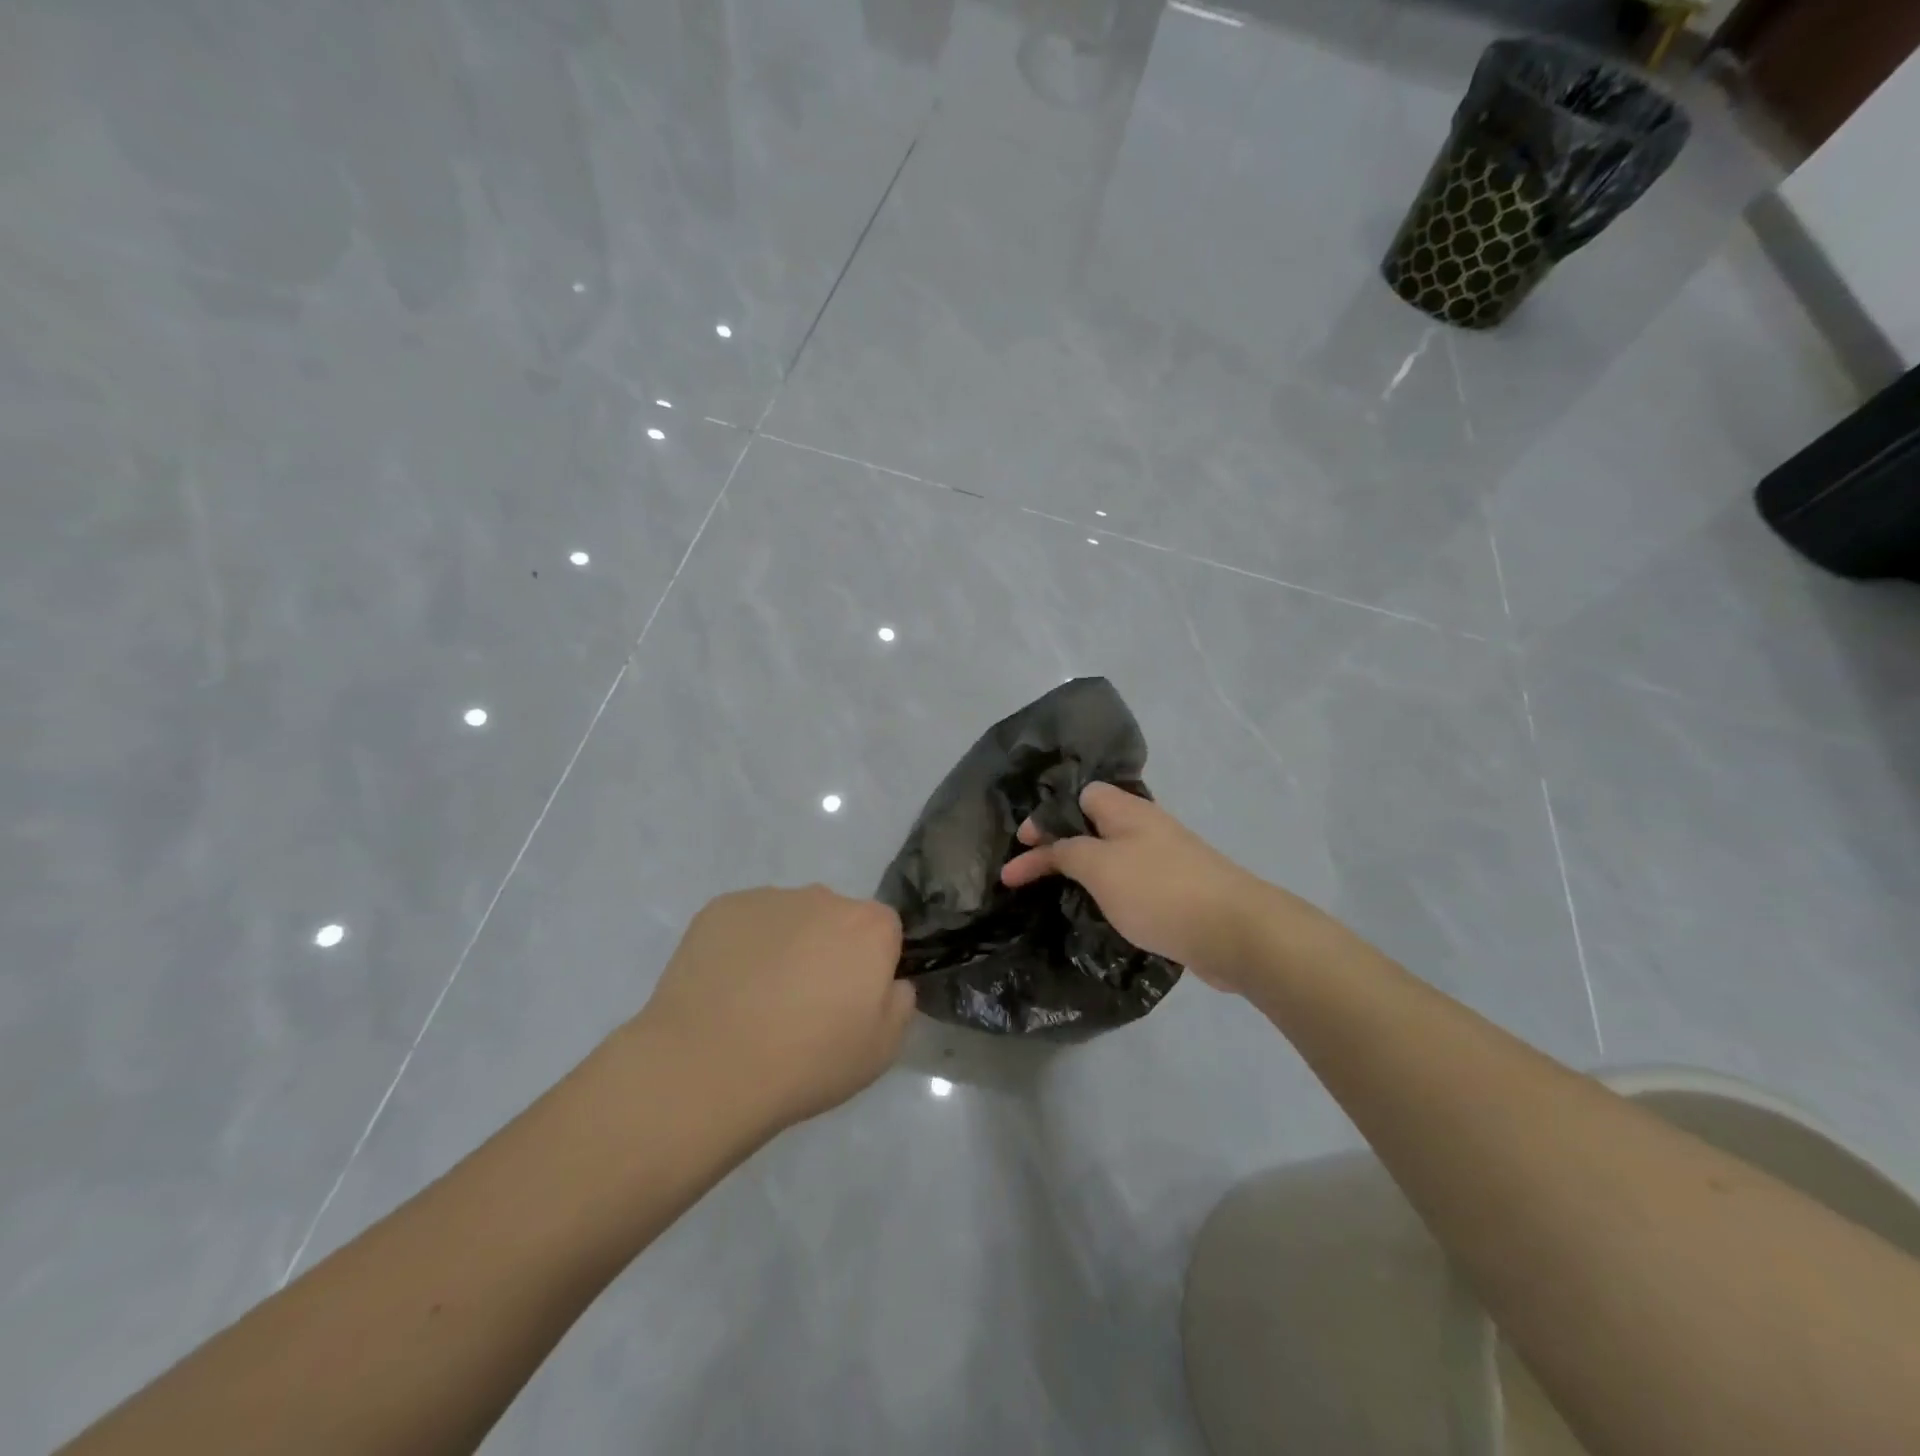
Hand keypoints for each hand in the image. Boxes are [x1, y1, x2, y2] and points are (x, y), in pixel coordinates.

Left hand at [635, 886, 914, 1131]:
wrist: (707, 1066)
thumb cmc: (807, 1061)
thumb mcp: (881, 1050)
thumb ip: (900, 1002)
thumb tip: (891, 981)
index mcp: (869, 927)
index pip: (885, 931)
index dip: (872, 965)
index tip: (852, 1001)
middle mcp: (823, 898)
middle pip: (836, 919)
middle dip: (828, 950)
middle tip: (804, 1004)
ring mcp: (768, 899)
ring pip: (789, 919)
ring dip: (785, 947)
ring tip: (756, 1002)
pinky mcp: (720, 909)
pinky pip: (745, 924)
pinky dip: (742, 948)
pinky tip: (725, 990)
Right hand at [1001, 783, 1288, 994]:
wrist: (1233, 931)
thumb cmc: (1158, 890)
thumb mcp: (1099, 866)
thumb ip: (1068, 851)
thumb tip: (1054, 847)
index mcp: (1126, 811)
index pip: (1079, 796)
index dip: (1047, 816)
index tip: (1021, 843)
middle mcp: (1145, 828)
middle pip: (1093, 826)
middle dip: (1059, 844)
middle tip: (1028, 871)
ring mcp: (1164, 860)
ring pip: (1111, 856)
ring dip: (1082, 871)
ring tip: (1054, 892)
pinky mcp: (1175, 891)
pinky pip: (1130, 883)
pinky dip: (1107, 892)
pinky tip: (1097, 911)